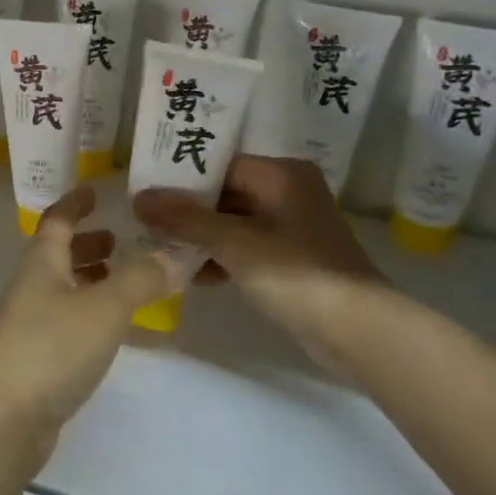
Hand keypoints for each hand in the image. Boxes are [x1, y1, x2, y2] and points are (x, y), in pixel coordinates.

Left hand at [0, 186, 172, 451]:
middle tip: (119, 241)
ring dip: (88, 280)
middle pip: (56, 255)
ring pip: (60, 290)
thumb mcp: (105, 307)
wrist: (1, 419)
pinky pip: (65, 323)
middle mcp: (30, 289)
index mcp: (40, 264)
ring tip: (122, 282)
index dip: (75, 203)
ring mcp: (27, 326)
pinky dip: (88, 314)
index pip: (56, 220)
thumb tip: (176, 254)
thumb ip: (142, 279)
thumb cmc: (51, 348)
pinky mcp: (33, 360)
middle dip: (86, 245)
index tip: (93, 189)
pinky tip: (111, 331)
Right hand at [132, 156, 381, 351]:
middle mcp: (288, 192)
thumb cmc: (295, 273)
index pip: (220, 164)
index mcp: (281, 174)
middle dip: (187, 211)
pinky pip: (246, 248)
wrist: (357, 330)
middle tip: (146, 223)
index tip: (145, 190)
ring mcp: (292, 227)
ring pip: (233, 223)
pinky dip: (221, 258)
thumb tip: (138, 198)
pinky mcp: (292, 259)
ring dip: (200, 238)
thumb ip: (185, 219)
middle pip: (225, 193)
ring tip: (163, 252)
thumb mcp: (234, 242)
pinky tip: (194, 277)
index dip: (181, 177)